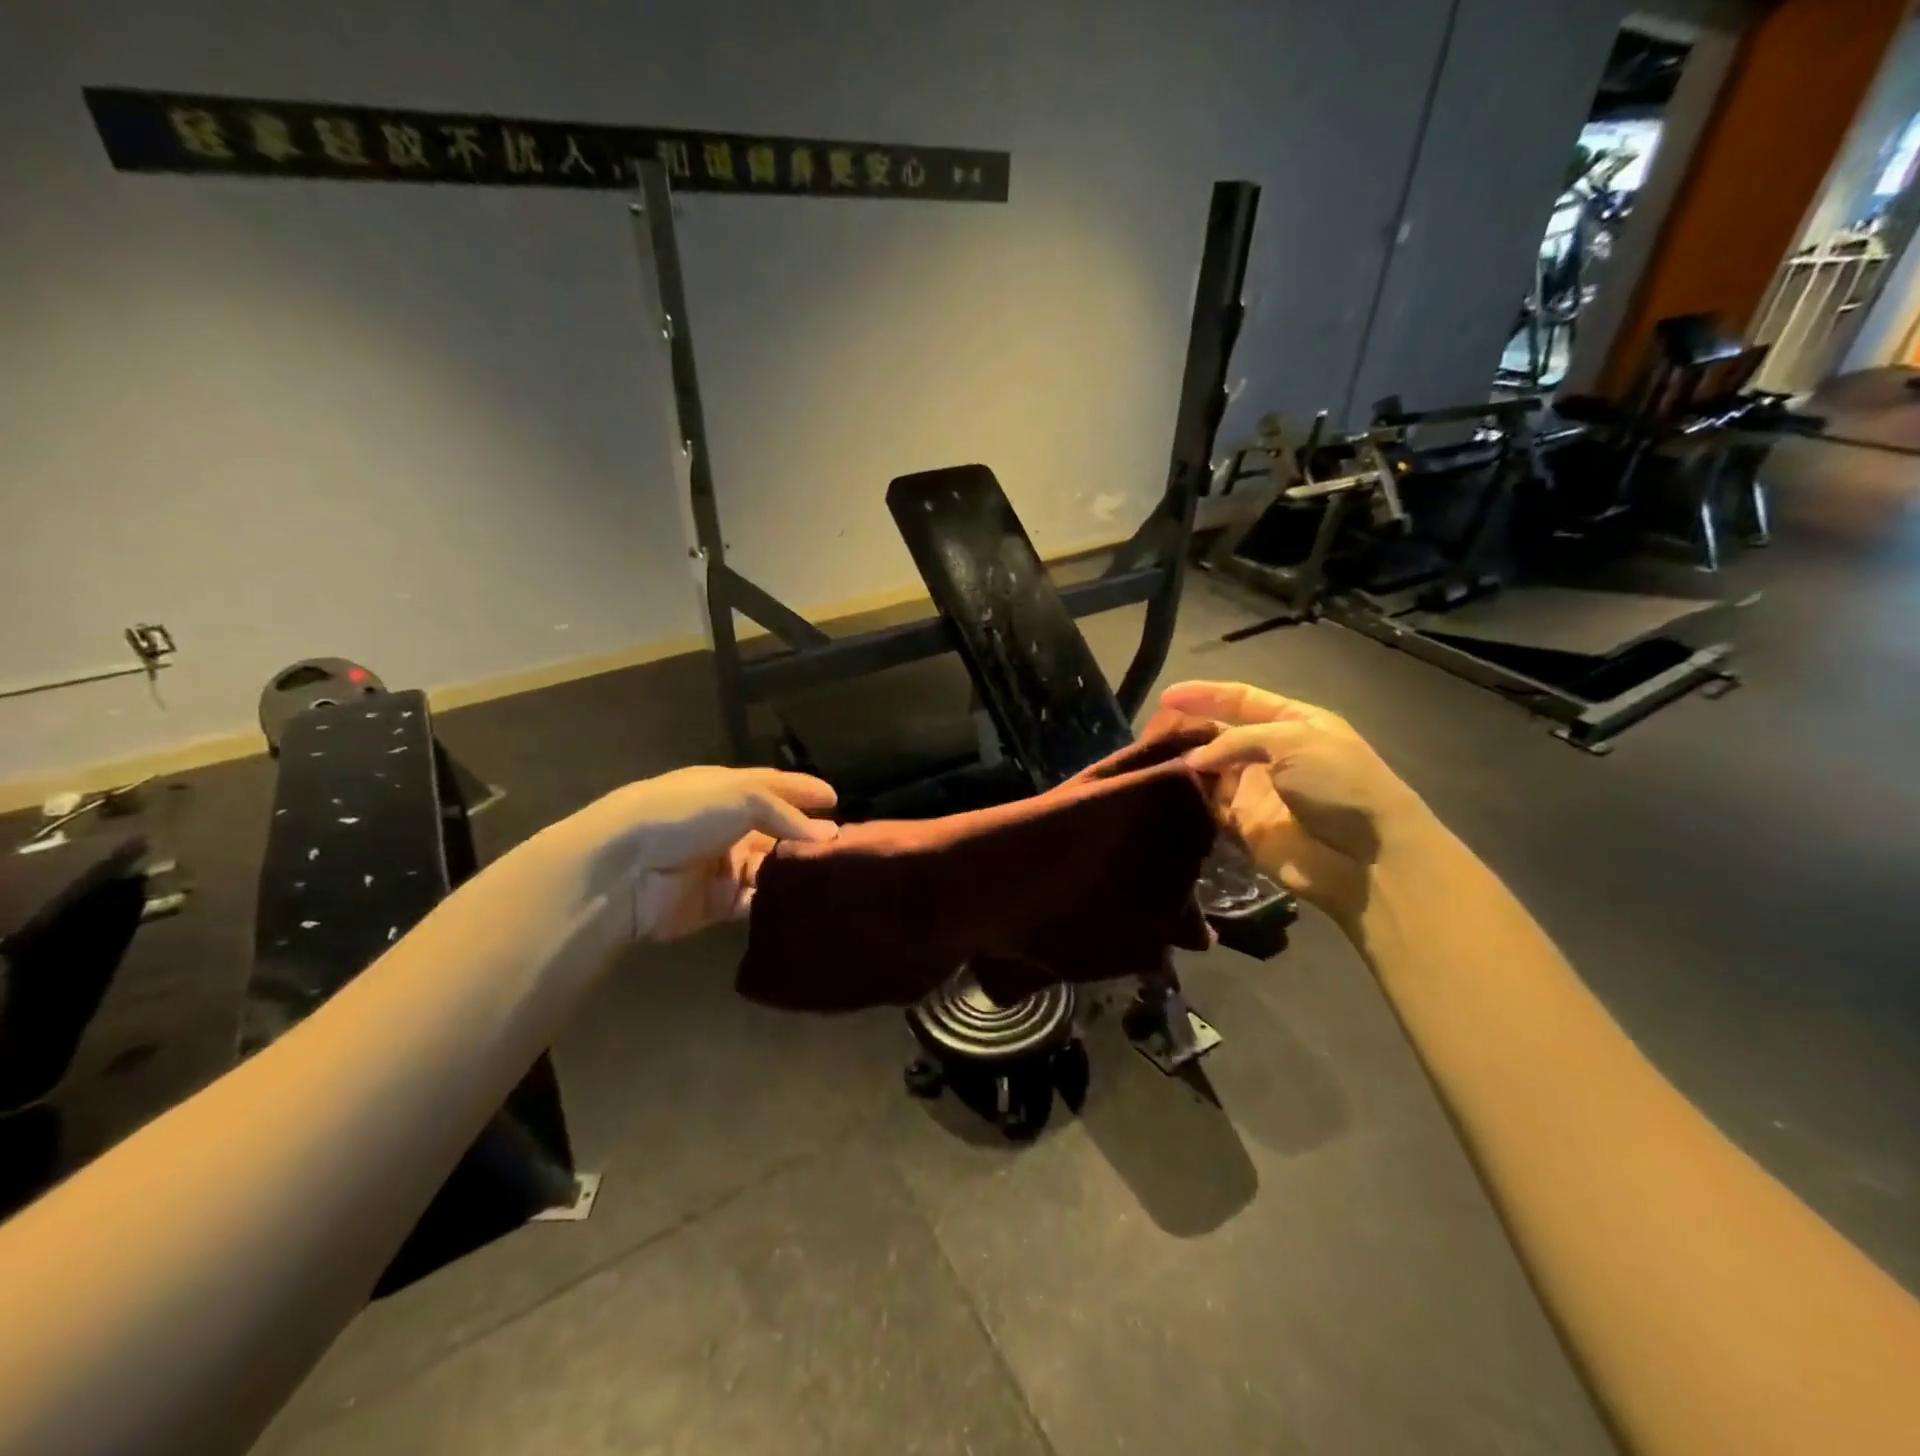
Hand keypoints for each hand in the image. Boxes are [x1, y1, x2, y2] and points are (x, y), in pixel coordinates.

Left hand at [542, 766, 838, 940]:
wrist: (625, 869)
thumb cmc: (685, 815)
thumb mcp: (742, 796)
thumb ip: (787, 814)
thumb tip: (829, 836)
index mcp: (726, 790)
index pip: (773, 787)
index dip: (804, 791)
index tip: (836, 800)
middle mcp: (726, 824)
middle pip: (775, 829)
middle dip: (806, 836)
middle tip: (846, 846)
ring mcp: (722, 864)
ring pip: (769, 866)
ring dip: (795, 870)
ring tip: (834, 876)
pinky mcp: (718, 903)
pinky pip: (756, 900)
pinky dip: (777, 900)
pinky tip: (805, 900)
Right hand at [1161, 681, 1435, 921]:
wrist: (1367, 858)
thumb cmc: (1339, 784)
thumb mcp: (1294, 740)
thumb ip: (1237, 740)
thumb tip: (1193, 760)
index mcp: (1292, 723)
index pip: (1240, 700)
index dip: (1203, 695)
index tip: (1166, 697)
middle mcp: (1270, 753)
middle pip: (1218, 734)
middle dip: (1186, 729)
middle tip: (1151, 732)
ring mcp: (1255, 790)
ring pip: (1208, 770)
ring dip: (1182, 763)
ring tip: (1149, 758)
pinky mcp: (1243, 825)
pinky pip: (1208, 805)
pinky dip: (1188, 797)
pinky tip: (1164, 789)